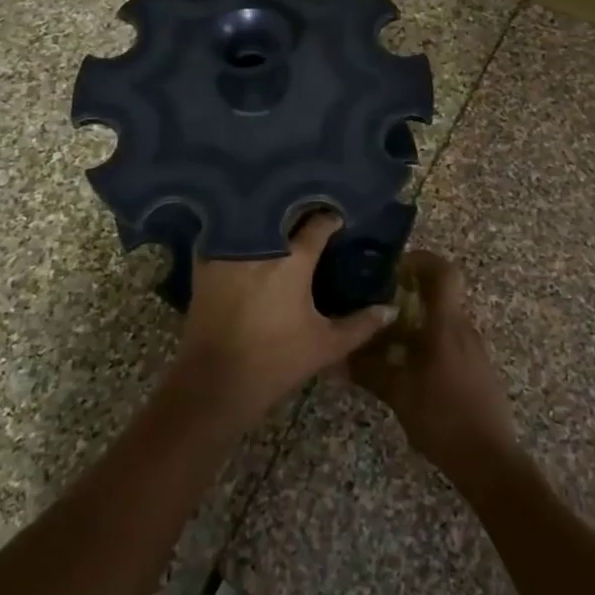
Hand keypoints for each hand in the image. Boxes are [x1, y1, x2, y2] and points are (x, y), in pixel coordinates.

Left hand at [174, 214, 396, 429]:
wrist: (215, 384)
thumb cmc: (276, 362)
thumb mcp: (326, 346)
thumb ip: (361, 325)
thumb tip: (390, 309)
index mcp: (294, 260)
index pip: (318, 224)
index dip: (331, 219)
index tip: (338, 220)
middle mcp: (261, 245)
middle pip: (282, 213)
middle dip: (297, 211)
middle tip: (310, 215)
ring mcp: (229, 250)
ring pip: (251, 218)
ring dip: (266, 216)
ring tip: (279, 220)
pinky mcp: (204, 261)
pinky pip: (223, 233)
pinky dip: (235, 230)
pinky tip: (246, 236)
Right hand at [349, 251, 520, 490]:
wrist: (490, 461)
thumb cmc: (443, 417)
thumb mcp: (398, 393)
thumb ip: (368, 370)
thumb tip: (337, 357)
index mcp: (446, 325)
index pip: (444, 272)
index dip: (422, 260)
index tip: (394, 265)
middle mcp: (463, 329)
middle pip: (440, 294)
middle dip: (410, 292)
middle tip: (378, 301)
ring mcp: (473, 349)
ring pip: (443, 319)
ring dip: (416, 321)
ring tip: (384, 337)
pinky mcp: (476, 369)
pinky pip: (449, 341)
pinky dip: (426, 342)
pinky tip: (405, 365)